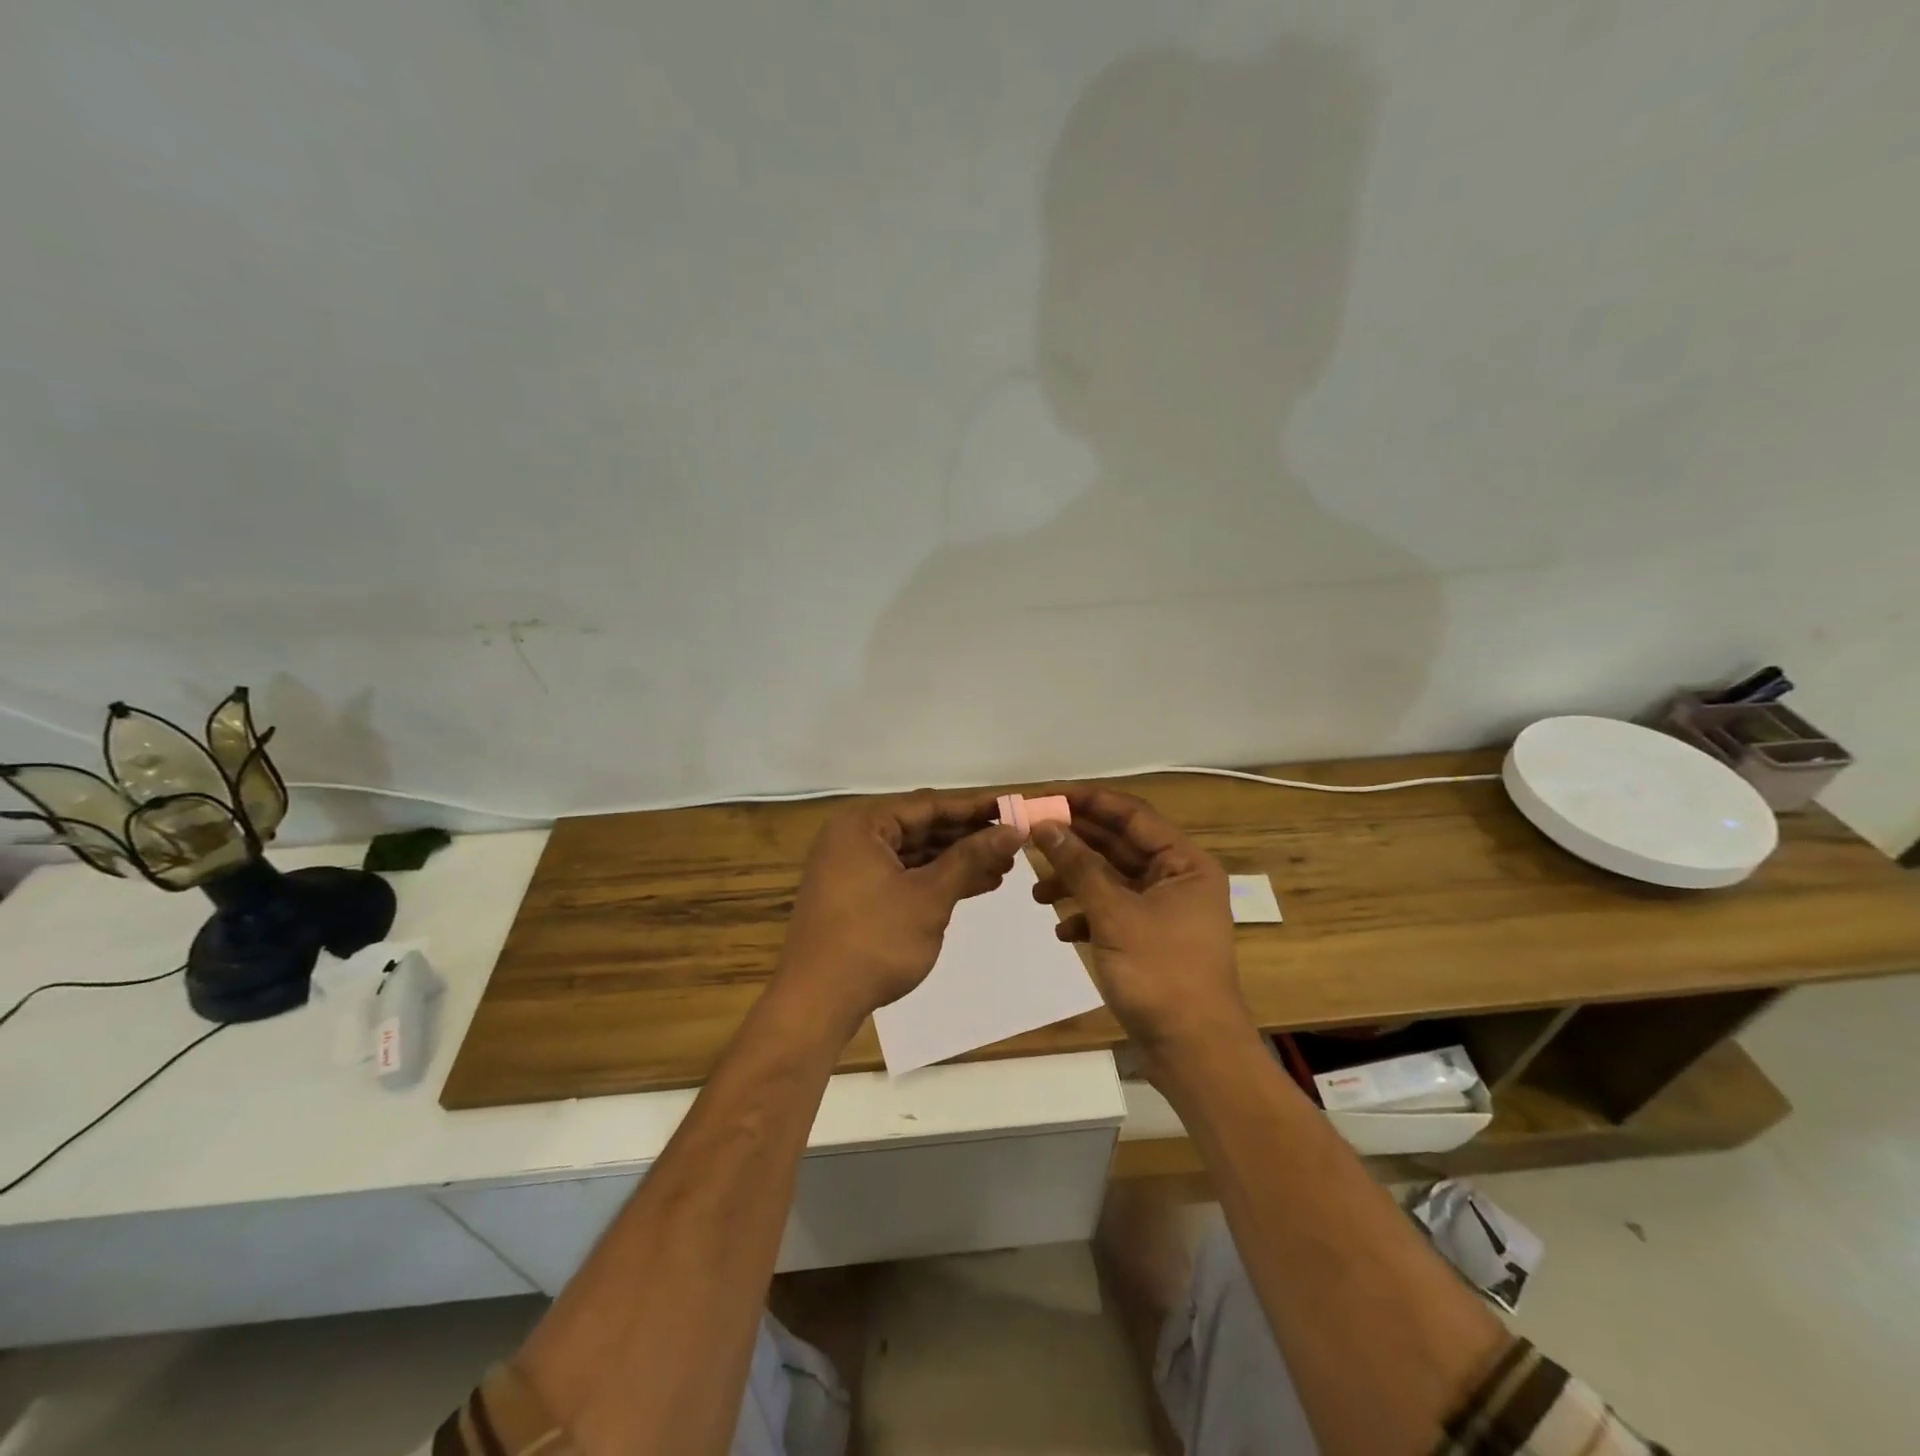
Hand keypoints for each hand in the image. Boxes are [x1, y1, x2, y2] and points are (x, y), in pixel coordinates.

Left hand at [776, 791, 1022, 1036]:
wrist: (816, 1003)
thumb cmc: (874, 940)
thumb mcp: (929, 896)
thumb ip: (971, 858)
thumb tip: (1013, 831)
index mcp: (863, 825)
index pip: (929, 805)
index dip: (975, 807)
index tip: (1014, 808)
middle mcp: (854, 839)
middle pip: (922, 827)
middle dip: (969, 837)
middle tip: (1014, 841)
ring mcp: (852, 870)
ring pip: (915, 855)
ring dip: (957, 861)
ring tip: (1004, 866)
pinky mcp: (857, 898)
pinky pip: (904, 876)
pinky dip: (937, 881)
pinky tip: (975, 885)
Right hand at [1030, 789, 1254, 1067]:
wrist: (1193, 1052)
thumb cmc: (1161, 974)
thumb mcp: (1114, 915)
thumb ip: (1078, 867)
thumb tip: (1045, 825)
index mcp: (1184, 863)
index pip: (1131, 814)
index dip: (1087, 800)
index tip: (1044, 796)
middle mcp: (1176, 879)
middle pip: (1118, 845)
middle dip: (1074, 842)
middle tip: (1029, 835)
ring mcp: (1163, 911)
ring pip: (1111, 880)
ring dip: (1074, 882)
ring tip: (1036, 893)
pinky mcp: (1149, 939)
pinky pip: (1112, 911)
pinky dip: (1086, 915)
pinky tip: (1062, 930)